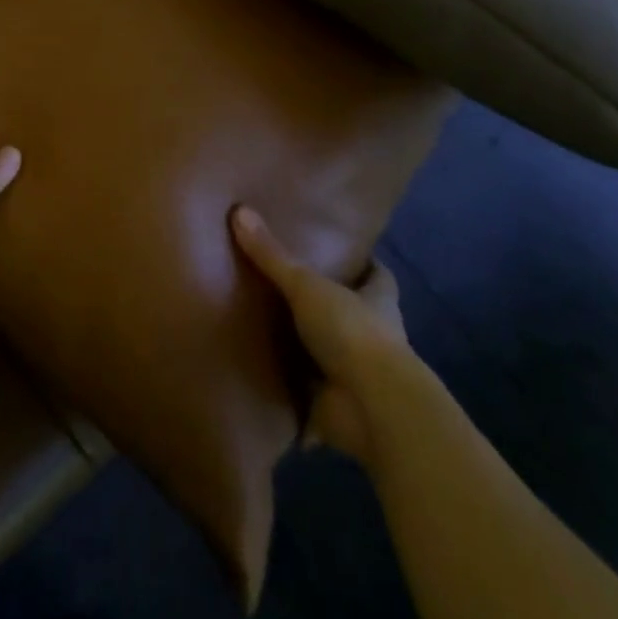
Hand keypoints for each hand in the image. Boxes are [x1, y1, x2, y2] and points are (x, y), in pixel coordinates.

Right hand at [231, 205, 413, 464]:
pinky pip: (308, 395)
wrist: (372, 408)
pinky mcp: (337, 407)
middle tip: (288, 286)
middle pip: (352, 313)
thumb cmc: (352, 332)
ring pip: (330, 354)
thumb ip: (273, 256)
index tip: (342, 251)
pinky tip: (263, 377)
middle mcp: (373, 336)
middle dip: (328, 306)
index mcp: (377, 301)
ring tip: (266, 328)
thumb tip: (240, 210)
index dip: (364, 264)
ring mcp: (356, 375)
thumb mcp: (307, 285)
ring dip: (308, 350)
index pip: (377, 276)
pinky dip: (291, 391)